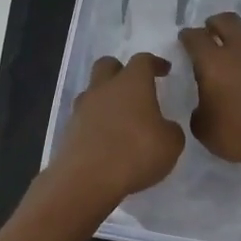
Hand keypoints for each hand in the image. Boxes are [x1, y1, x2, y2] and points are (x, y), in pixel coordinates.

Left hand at [52, 53, 185, 203]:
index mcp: (131, 83)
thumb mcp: (171, 144)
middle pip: (107, 65)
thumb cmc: (135, 153)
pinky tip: (106, 140)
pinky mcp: (68, 130)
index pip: (143, 61)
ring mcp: (82, 108)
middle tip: (135, 86)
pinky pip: (84, 118)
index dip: (155, 63)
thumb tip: (164, 127)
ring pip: (93, 92)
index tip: (164, 70)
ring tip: (120, 118)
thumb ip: (170, 129)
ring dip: (106, 99)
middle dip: (121, 70)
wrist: (86, 179)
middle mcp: (104, 88)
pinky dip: (96, 123)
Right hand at [178, 13, 240, 176]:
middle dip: (215, 23)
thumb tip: (205, 104)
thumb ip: (200, 111)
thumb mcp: (204, 130)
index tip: (185, 40)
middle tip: (211, 33)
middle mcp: (240, 50)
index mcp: (213, 62)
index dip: (187, 37)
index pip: (195, 37)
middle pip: (227, 21)